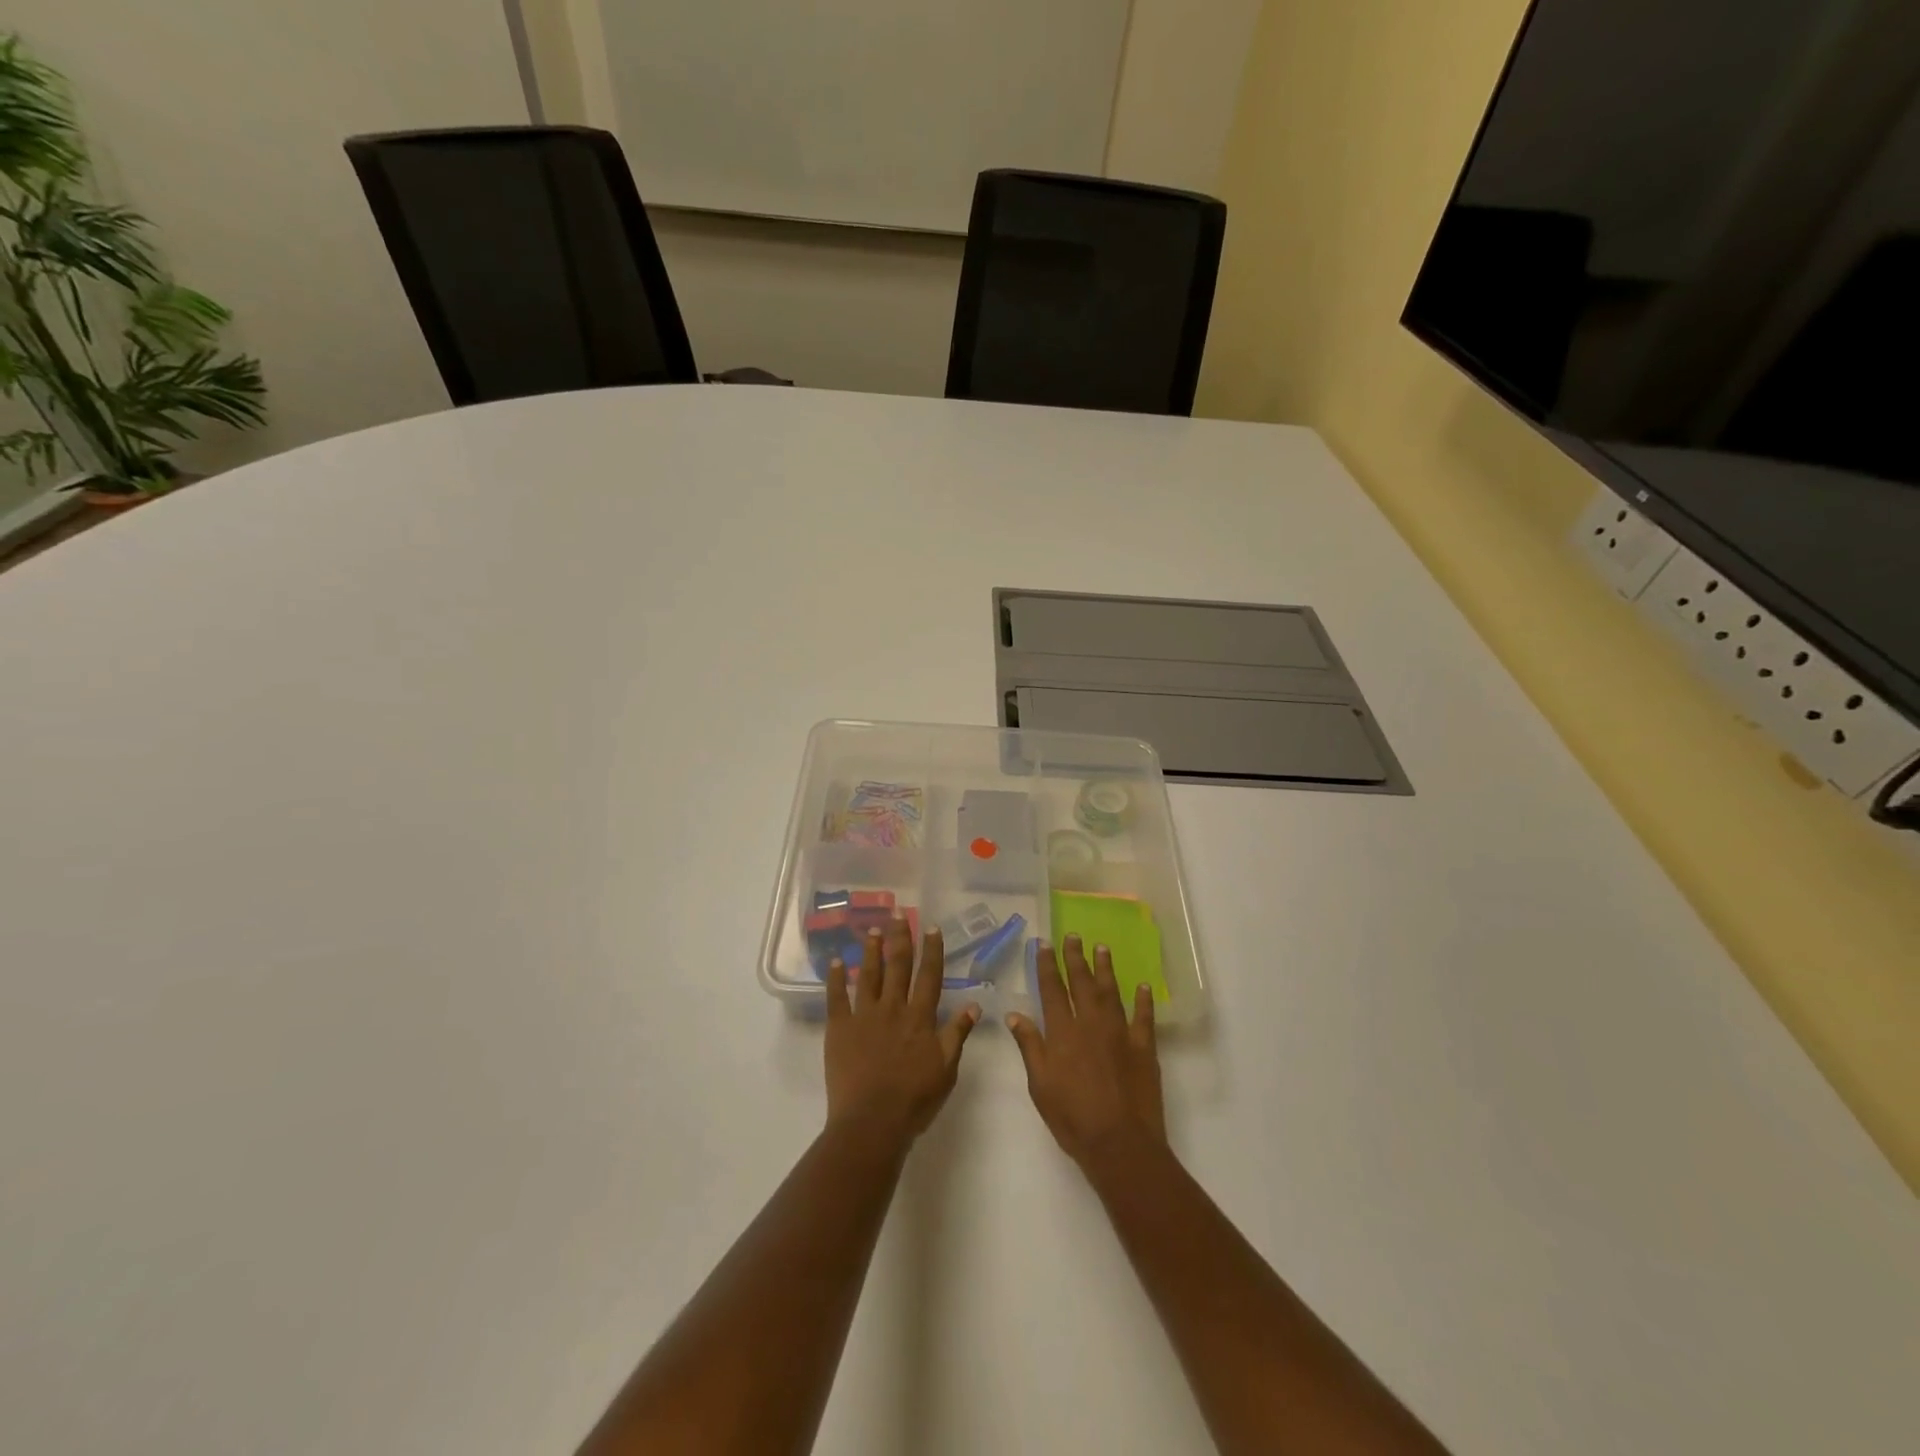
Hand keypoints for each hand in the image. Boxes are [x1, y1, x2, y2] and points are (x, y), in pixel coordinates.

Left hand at [825, 916, 979, 1146]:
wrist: (872, 1121)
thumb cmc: (914, 1099)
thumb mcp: (946, 1068)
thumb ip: (957, 1034)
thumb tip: (974, 1004)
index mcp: (920, 1017)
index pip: (929, 976)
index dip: (931, 950)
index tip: (931, 927)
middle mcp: (893, 1008)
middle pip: (898, 966)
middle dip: (900, 938)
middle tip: (898, 914)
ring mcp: (864, 1016)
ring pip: (868, 975)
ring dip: (871, 951)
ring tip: (872, 930)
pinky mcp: (839, 1028)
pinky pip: (836, 997)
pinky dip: (835, 978)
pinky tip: (836, 961)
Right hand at [1007, 934, 1164, 1169]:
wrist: (1120, 1144)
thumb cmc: (1073, 1118)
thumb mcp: (1040, 1085)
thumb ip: (1030, 1046)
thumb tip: (1015, 1014)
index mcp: (1063, 1033)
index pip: (1052, 990)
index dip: (1047, 965)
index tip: (1044, 943)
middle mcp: (1091, 1025)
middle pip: (1082, 983)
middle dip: (1076, 958)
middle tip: (1074, 936)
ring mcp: (1120, 1034)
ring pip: (1111, 993)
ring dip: (1105, 969)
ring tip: (1102, 948)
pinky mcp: (1143, 1048)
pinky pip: (1144, 1017)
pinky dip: (1143, 1000)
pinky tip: (1142, 986)